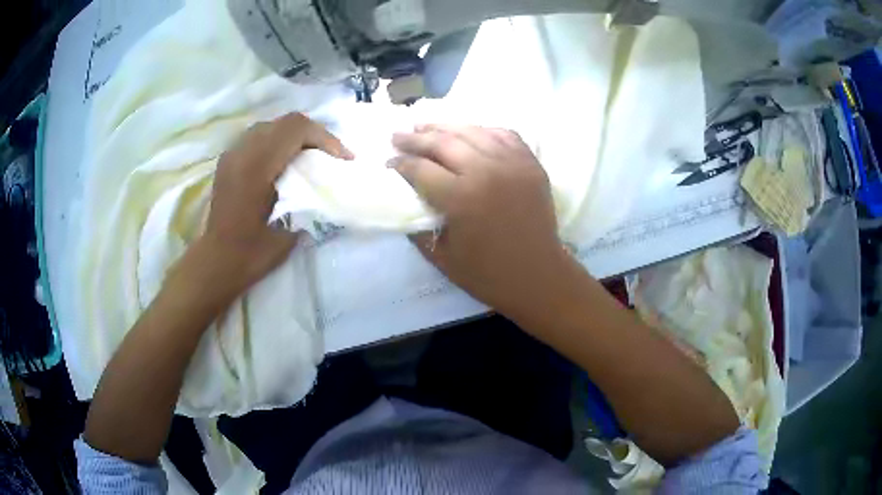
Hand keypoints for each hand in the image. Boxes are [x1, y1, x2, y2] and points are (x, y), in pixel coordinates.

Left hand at [199, 112, 352, 293]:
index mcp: (256, 167)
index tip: (343, 158)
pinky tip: (285, 161)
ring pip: (271, 126)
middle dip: (314, 134)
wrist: (217, 261)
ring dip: (295, 136)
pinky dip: (277, 141)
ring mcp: (232, 153)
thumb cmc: (252, 253)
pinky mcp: (228, 160)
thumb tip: (325, 184)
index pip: (295, 129)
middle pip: (285, 122)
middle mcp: (242, 152)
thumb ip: (306, 198)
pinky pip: (258, 136)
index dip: (325, 137)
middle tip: (332, 155)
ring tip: (311, 155)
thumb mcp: (289, 230)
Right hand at [391, 124, 570, 321]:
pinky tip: (468, 132)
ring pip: (472, 131)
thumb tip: (405, 202)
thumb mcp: (441, 257)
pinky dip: (482, 130)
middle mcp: (486, 171)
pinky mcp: (531, 163)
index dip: (400, 163)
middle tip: (397, 136)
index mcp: (461, 198)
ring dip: (444, 127)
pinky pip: (503, 134)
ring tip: (425, 126)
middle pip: (443, 142)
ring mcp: (513, 163)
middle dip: (415, 139)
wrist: (539, 276)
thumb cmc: (488, 274)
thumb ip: (417, 227)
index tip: (388, 162)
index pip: (421, 168)